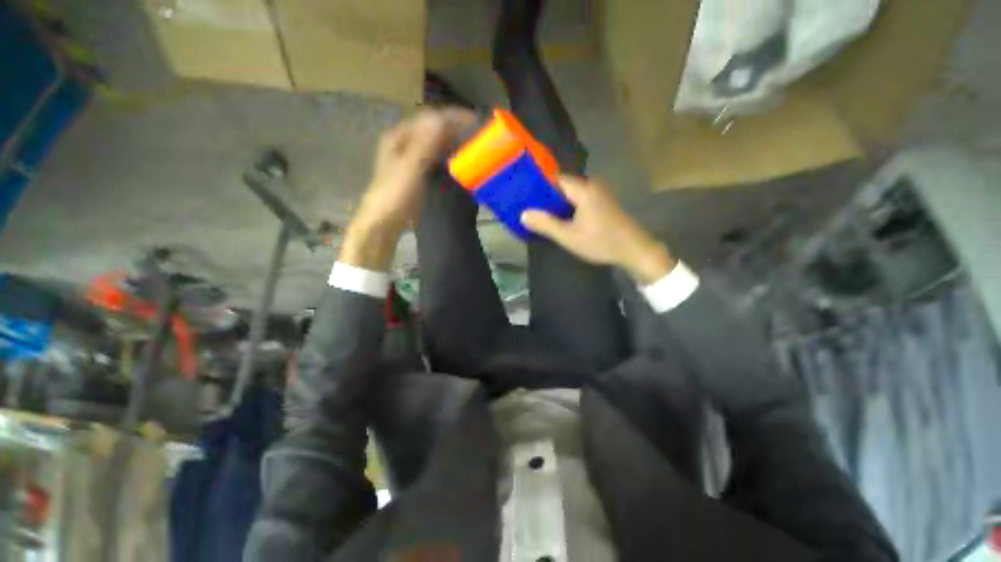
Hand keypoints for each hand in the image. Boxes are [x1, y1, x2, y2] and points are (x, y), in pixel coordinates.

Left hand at [341, 107, 475, 269]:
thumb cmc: (396, 194)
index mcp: (400, 136)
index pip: (430, 118)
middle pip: (433, 129)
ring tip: (473, 146)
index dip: (453, 117)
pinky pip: (435, 158)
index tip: (475, 121)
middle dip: (455, 129)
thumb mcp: (411, 168)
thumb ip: (426, 143)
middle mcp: (404, 142)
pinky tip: (459, 162)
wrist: (384, 222)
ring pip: (435, 144)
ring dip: (453, 143)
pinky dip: (448, 157)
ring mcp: (409, 158)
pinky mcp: (416, 173)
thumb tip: (443, 119)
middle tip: (477, 135)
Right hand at [521, 175, 676, 283]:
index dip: (540, 186)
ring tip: (543, 214)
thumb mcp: (569, 236)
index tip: (526, 197)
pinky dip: (569, 206)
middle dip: (547, 196)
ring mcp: (600, 192)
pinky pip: (580, 198)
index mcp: (583, 189)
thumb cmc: (601, 242)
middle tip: (532, 208)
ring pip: (572, 192)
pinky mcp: (603, 201)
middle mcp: (592, 185)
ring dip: (558, 202)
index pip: (555, 178)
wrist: (634, 250)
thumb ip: (545, 224)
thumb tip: (523, 214)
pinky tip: (562, 218)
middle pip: (563, 185)